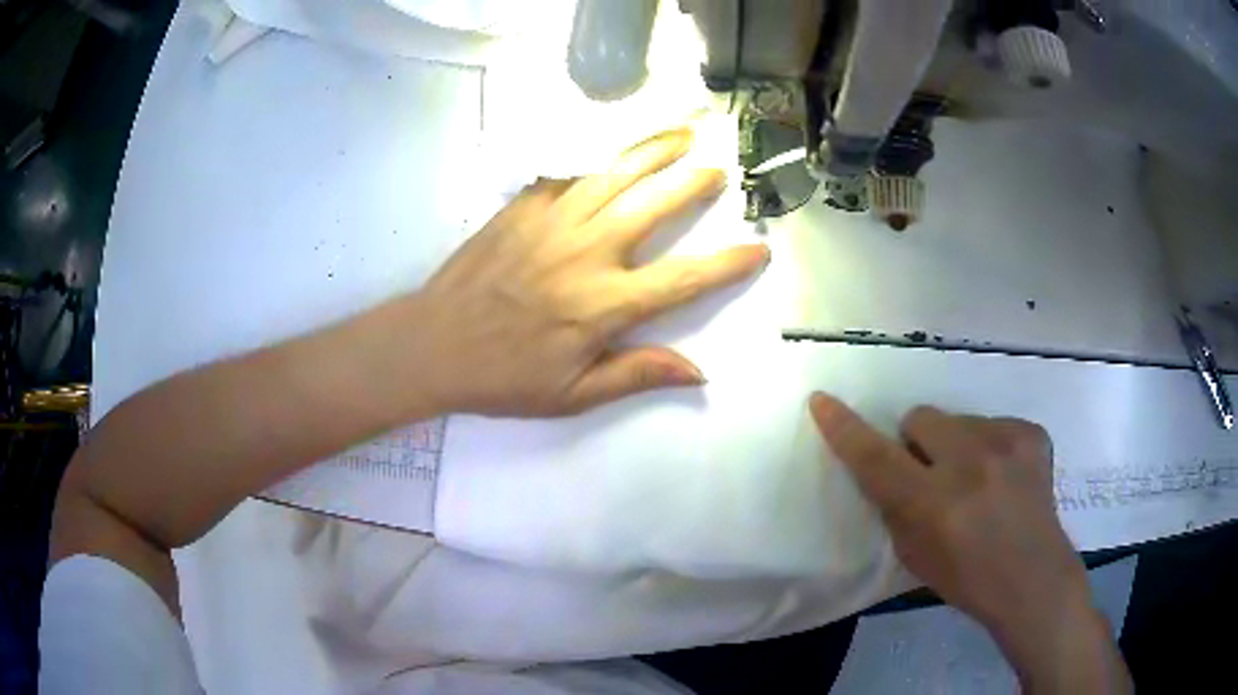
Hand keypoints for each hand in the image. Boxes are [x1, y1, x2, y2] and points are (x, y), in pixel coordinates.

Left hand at [411, 128, 767, 415]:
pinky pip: (569, 177)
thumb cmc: (503, 377)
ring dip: (652, 153)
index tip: (758, 248)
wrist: (432, 343)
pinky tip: (609, 161)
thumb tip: (697, 371)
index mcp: (605, 303)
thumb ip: (636, 374)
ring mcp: (552, 222)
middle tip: (717, 171)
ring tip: (681, 136)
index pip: (685, 279)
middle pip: (654, 205)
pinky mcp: (523, 208)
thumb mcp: (573, 394)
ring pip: (615, 175)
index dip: (727, 263)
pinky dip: (596, 166)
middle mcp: (588, 252)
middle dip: (693, 184)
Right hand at [809, 394, 1129, 691]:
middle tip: (935, 475)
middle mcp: (970, 464)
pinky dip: (990, 447)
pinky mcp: (1031, 433)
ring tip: (979, 482)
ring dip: (957, 446)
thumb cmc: (966, 579)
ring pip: (958, 420)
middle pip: (921, 418)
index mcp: (934, 504)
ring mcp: (1007, 443)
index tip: (823, 401)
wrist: (1032, 578)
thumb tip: (889, 466)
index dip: (845, 429)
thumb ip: (896, 507)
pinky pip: (993, 424)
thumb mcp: (914, 555)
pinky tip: (1005, 478)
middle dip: (919, 443)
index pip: (877, 458)